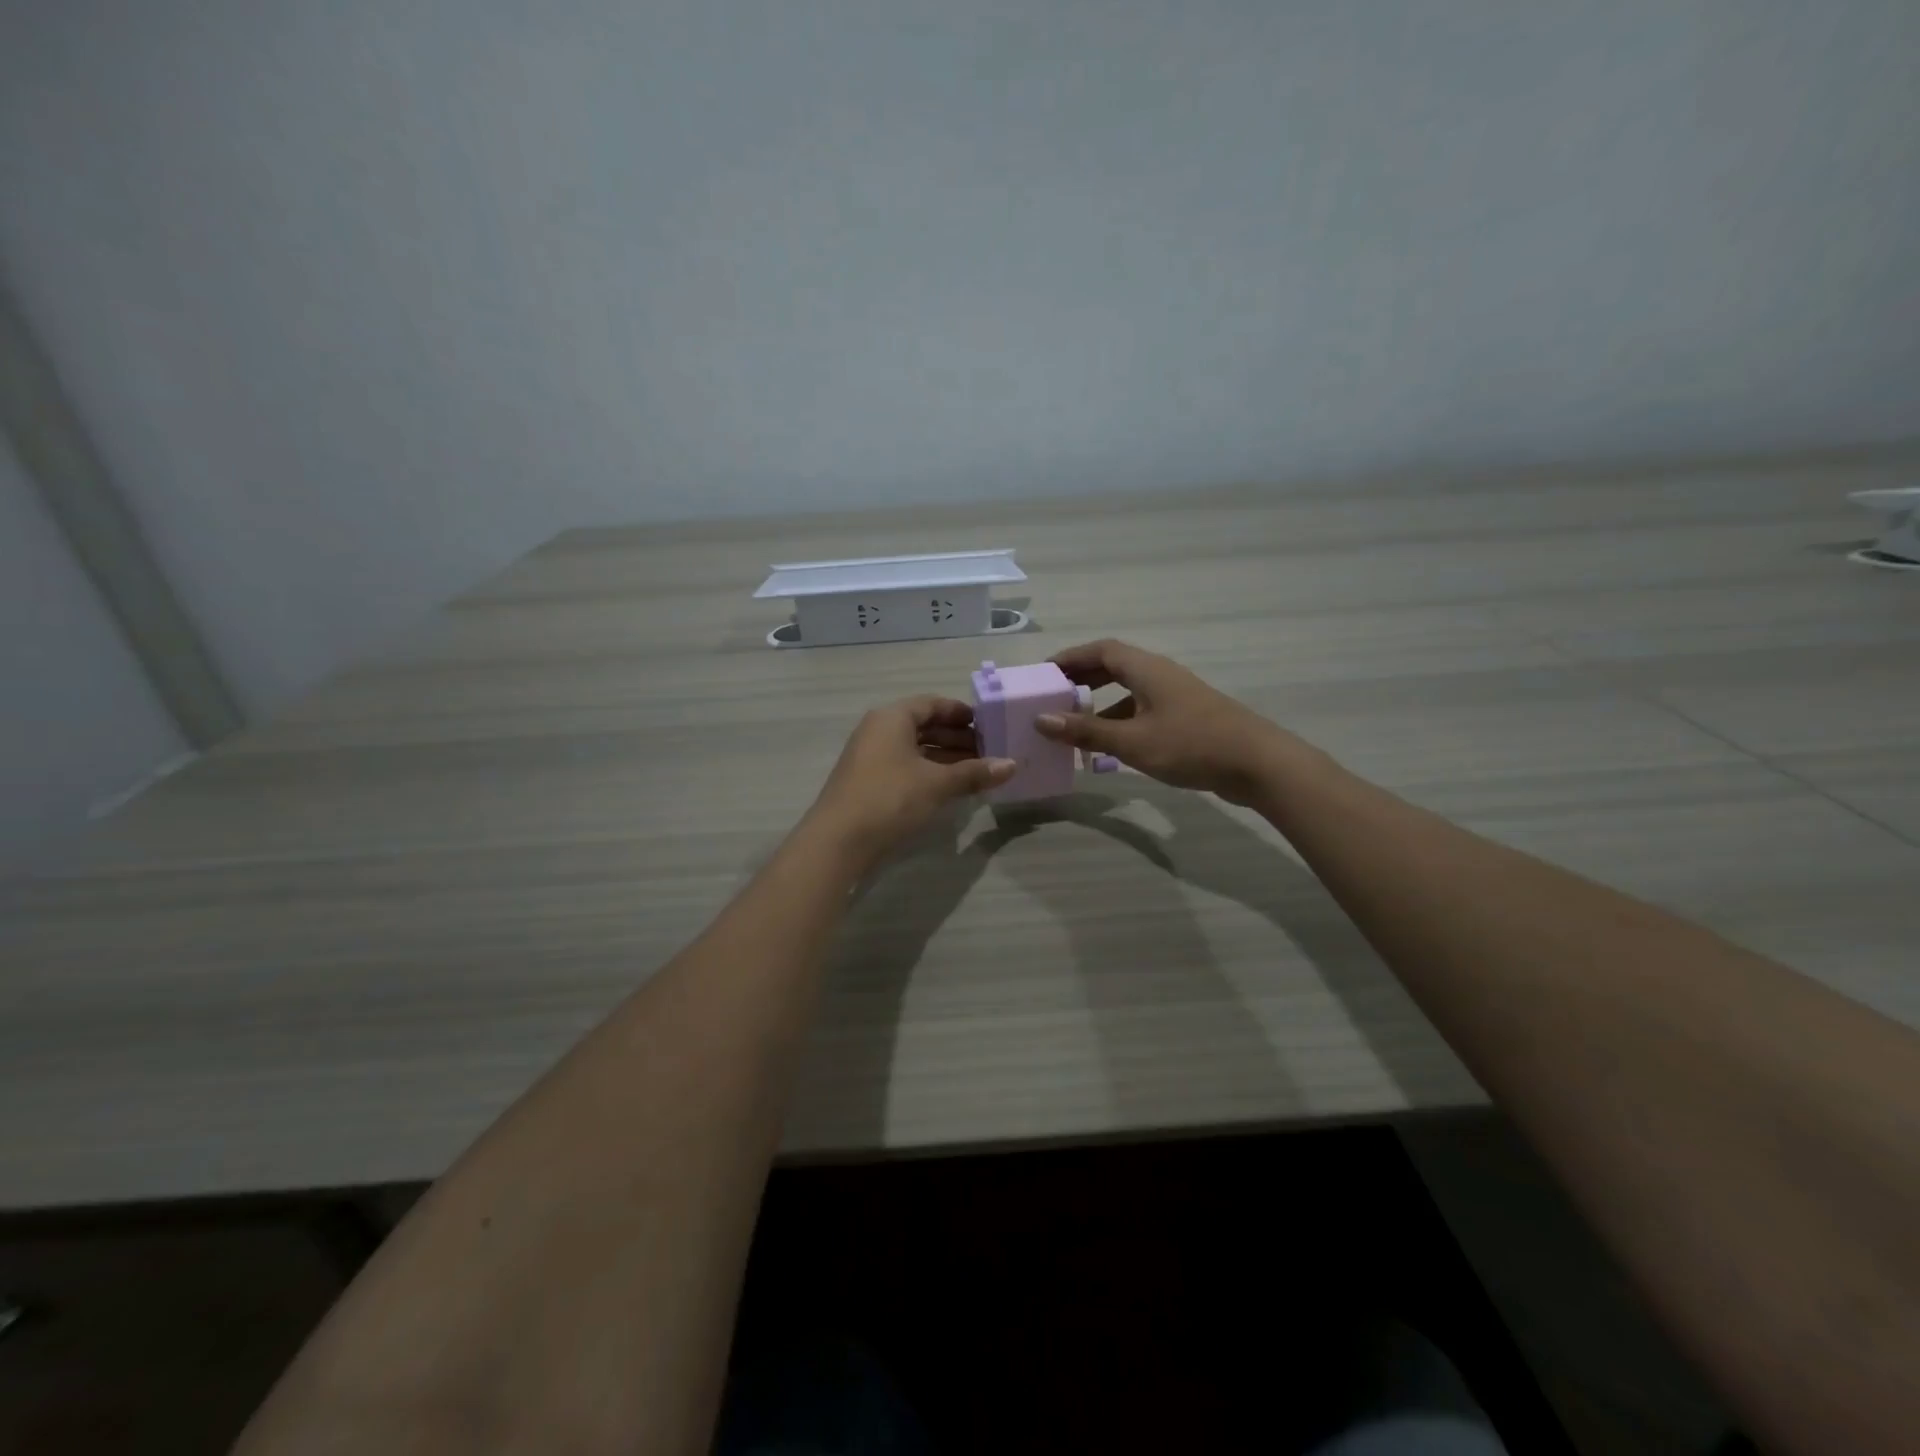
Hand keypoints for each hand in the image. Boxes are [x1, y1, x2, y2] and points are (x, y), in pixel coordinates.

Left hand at [804, 696, 1015, 865]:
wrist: (839, 840)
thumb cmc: (890, 798)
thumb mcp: (937, 784)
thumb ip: (974, 772)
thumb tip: (1011, 765)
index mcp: (892, 717)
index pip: (932, 704)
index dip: (961, 712)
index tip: (988, 725)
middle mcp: (878, 730)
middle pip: (923, 725)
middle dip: (957, 737)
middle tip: (989, 751)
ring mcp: (870, 756)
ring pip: (915, 748)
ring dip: (945, 757)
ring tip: (977, 771)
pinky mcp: (868, 781)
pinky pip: (905, 766)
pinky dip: (929, 772)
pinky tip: (951, 787)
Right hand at [1035, 639, 1307, 804]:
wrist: (1258, 764)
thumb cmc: (1190, 745)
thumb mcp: (1132, 741)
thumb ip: (1085, 731)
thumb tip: (1041, 719)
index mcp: (1146, 669)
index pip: (1100, 650)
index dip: (1069, 658)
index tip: (1043, 674)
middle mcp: (1159, 675)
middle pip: (1113, 667)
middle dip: (1081, 680)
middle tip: (1052, 698)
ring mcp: (1175, 696)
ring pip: (1128, 692)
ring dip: (1099, 705)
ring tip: (1072, 726)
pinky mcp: (1185, 718)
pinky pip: (1142, 711)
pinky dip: (1119, 722)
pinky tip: (1108, 748)